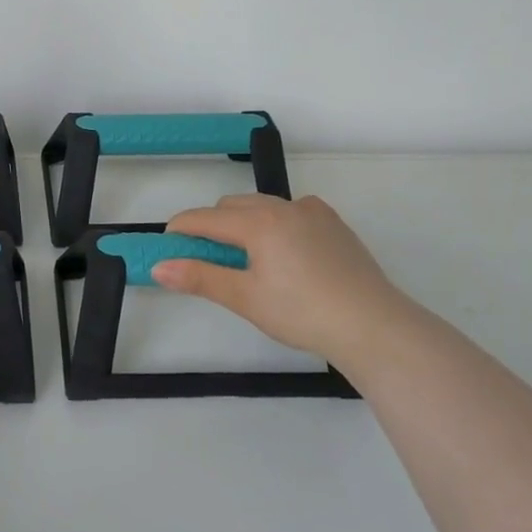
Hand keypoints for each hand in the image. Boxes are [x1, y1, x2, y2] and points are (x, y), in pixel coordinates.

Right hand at [154, 193, 424, 366]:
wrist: (373, 325)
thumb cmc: (302, 313)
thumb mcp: (245, 298)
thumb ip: (200, 278)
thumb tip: (158, 267)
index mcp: (257, 222)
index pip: (204, 218)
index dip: (180, 230)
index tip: (166, 248)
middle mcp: (283, 207)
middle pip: (232, 206)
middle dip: (212, 226)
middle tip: (208, 261)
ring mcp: (312, 212)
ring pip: (263, 206)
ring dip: (244, 223)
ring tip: (247, 259)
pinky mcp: (334, 224)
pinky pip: (292, 212)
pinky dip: (276, 223)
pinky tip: (286, 253)